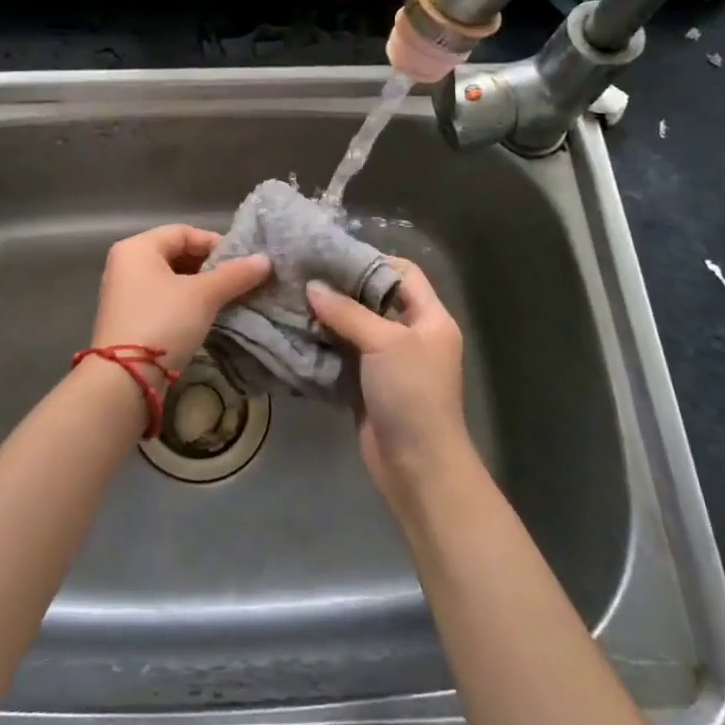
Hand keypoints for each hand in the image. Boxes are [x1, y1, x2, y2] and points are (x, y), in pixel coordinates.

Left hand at [89, 225, 271, 375]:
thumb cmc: (162, 322)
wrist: (124, 379)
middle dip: (210, 266)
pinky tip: (208, 316)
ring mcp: (124, 293)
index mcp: (137, 248)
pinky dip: (186, 303)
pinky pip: (163, 299)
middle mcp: (126, 264)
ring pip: (171, 279)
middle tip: (239, 280)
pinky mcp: (129, 319)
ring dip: (201, 286)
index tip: (242, 261)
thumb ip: (234, 274)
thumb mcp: (203, 295)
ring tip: (229, 298)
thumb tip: (265, 260)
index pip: (183, 232)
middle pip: (176, 254)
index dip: (215, 243)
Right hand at [308, 260, 468, 498]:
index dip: (372, 261)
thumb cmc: (412, 394)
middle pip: (375, 298)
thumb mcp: (384, 343)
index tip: (332, 257)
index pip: (404, 273)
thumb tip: (311, 287)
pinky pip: (344, 354)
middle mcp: (412, 334)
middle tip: (303, 275)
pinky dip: (324, 344)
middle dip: (342, 288)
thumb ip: (347, 312)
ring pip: (356, 327)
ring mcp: (389, 362)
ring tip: (293, 299)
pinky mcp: (368, 384)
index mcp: (430, 318)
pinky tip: (297, 332)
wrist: (418, 467)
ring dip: (328, 316)